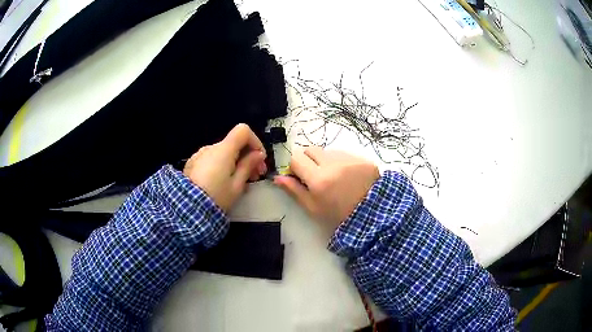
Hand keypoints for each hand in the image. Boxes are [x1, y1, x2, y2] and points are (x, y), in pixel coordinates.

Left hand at [183, 124, 266, 210]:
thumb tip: (258, 154)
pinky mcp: (193, 163)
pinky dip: (222, 165)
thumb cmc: (216, 197)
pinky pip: (212, 159)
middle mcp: (211, 147)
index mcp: (224, 149)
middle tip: (256, 176)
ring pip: (224, 152)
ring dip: (235, 161)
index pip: (243, 131)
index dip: (255, 142)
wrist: (188, 208)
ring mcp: (200, 154)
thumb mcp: (237, 185)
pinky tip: (223, 182)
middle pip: (234, 143)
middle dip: (248, 156)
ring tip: (240, 181)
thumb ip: (248, 166)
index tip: (259, 159)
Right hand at [274, 147, 378, 232]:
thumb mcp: (313, 208)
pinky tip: (348, 176)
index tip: (300, 177)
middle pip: (310, 149)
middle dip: (309, 160)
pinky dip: (341, 162)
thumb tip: (278, 177)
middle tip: (315, 175)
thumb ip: (294, 191)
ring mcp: (349, 159)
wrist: (372, 216)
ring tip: (335, 178)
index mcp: (318, 179)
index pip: (296, 158)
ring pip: (328, 151)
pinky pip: (344, 154)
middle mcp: (333, 164)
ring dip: (326, 161)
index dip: (295, 167)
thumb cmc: (338, 216)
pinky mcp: (362, 158)